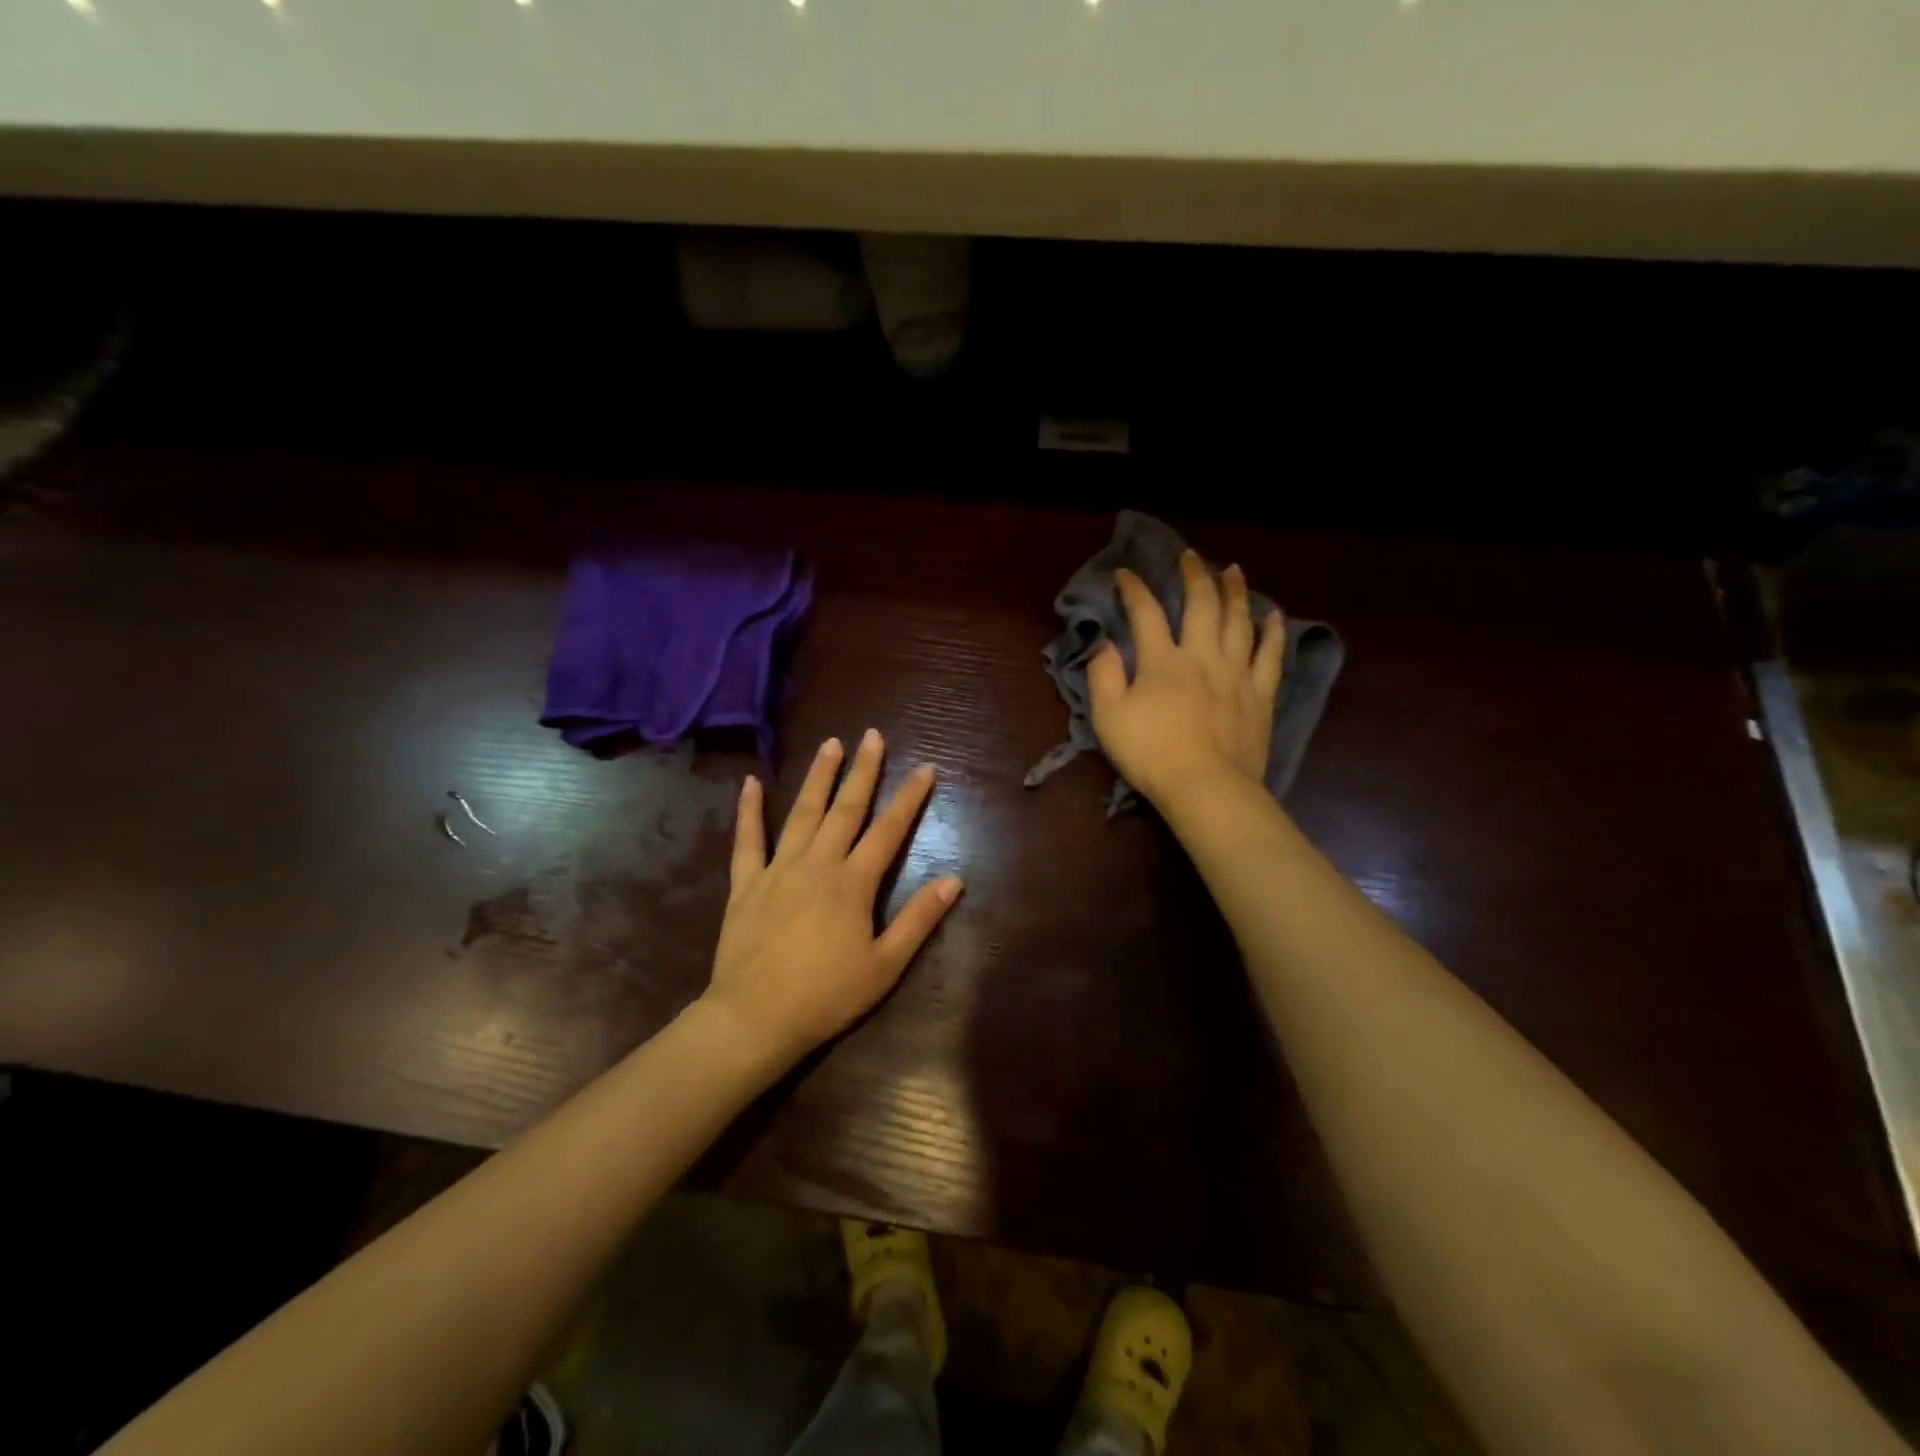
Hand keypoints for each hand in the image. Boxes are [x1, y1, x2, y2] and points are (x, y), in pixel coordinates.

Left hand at [702, 730, 963, 1071]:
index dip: (909, 798)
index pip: (889, 831)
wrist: (755, 1017)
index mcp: (854, 883)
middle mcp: (818, 864)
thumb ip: (918, 919)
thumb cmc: (826, 995)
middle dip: (863, 771)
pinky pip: (748, 840)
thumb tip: (953, 879)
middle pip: (846, 809)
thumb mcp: (884, 966)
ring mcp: (779, 869)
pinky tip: (752, 783)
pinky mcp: (746, 883)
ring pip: (802, 813)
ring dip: (818, 777)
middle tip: (872, 736)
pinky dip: (749, 810)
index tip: (925, 768)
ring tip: (830, 744)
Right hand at [1087, 551, 1286, 809]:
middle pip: (1201, 605)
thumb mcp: (1109, 717)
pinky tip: (1273, 614)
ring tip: (1233, 571)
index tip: (1125, 574)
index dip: (1134, 589)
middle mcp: (1202, 656)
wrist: (1206, 787)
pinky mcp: (1260, 695)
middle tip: (1190, 557)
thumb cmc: (1151, 754)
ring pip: (1239, 622)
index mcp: (1162, 661)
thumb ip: (1104, 676)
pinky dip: (1273, 632)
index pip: (1146, 613)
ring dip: (1235, 592)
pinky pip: (1270, 655)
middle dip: (1194, 576)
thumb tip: (1105, 645)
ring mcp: (1236, 674)